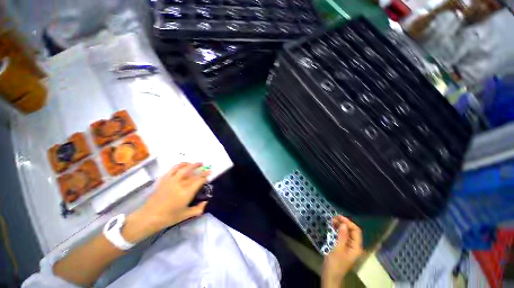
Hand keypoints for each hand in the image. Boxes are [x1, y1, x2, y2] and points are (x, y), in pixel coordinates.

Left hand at [123, 163, 209, 242]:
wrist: (149, 217)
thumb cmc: (169, 217)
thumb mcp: (186, 215)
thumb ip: (199, 209)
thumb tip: (207, 203)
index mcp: (187, 192)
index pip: (199, 180)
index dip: (205, 176)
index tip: (209, 174)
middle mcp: (180, 184)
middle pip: (194, 174)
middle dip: (202, 170)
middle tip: (207, 168)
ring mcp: (171, 180)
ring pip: (184, 168)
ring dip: (192, 164)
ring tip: (198, 163)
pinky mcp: (164, 179)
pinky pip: (173, 169)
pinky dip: (179, 165)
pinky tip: (184, 164)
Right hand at [322, 216, 363, 287]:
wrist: (330, 275)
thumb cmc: (335, 264)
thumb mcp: (338, 249)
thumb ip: (342, 236)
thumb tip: (344, 224)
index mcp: (356, 247)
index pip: (356, 231)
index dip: (348, 222)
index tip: (338, 217)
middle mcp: (355, 246)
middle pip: (352, 231)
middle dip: (344, 223)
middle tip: (334, 218)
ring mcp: (349, 247)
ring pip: (347, 233)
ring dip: (341, 226)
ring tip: (332, 220)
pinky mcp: (343, 247)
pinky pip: (343, 236)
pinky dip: (339, 230)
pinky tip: (333, 227)